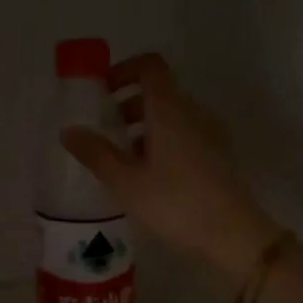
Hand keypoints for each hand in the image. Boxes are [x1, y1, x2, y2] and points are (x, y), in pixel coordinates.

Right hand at [61, 53, 277, 282]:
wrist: (233, 236)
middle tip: (104, 130)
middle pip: (160, 91)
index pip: (150, 67)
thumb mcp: (126, 181)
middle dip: (127, 104)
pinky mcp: (218, 156)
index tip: (101, 92)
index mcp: (170, 110)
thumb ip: (96, 153)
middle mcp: (194, 113)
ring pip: (172, 115)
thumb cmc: (175, 203)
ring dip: (144, 126)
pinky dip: (162, 141)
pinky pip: (185, 134)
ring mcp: (211, 134)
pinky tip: (148, 175)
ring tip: (121, 158)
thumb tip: (69, 131)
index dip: (123, 70)